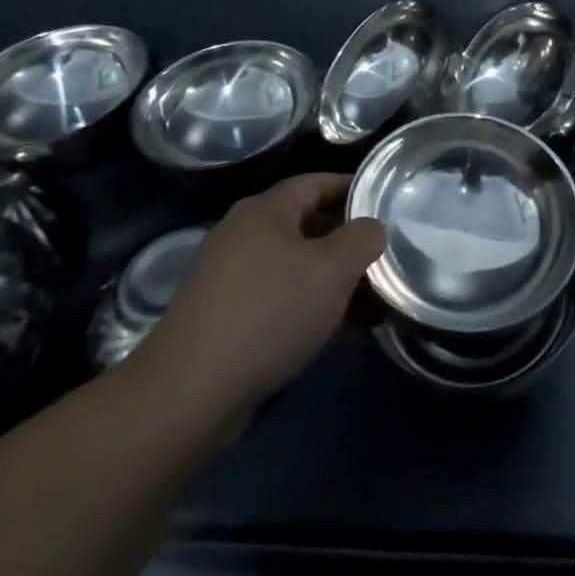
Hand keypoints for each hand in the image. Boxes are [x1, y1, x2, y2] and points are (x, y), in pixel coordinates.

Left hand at [121, 173, 385, 434]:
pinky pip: (280, 298)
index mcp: (265, 211)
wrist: (188, 393)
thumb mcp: (333, 269)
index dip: (353, 188)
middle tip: (385, 256)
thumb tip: (372, 228)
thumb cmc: (269, 313)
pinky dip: (311, 306)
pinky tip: (340, 331)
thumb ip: (363, 238)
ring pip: (297, 266)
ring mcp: (231, 277)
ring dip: (334, 280)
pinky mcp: (225, 317)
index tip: (385, 202)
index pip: (317, 182)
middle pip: (308, 225)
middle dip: (349, 242)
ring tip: (373, 302)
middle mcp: (244, 235)